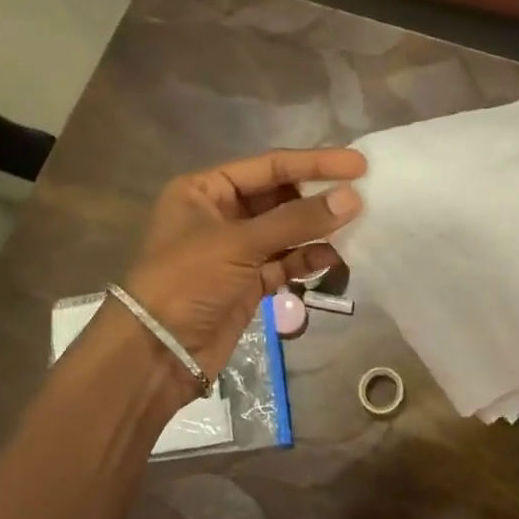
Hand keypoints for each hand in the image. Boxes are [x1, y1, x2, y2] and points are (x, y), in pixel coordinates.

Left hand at [91, 148, 365, 398]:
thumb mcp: (240, 243)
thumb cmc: (187, 282)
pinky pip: (287, 261)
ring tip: (359, 222)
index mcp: (205, 189)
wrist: (156, 355)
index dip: (315, 163)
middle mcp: (221, 213)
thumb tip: (353, 198)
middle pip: (280, 195)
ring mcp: (236, 249)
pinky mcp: (248, 281)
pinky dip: (309, 258)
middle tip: (363, 193)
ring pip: (287, 230)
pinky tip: (337, 255)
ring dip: (319, 227)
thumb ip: (297, 220)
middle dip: (319, 195)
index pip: (269, 166)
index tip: (358, 164)